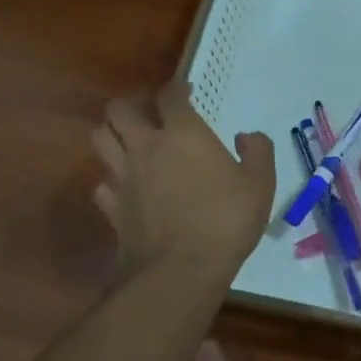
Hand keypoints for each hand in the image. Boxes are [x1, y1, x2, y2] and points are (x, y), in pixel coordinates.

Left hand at [92, 81, 274, 278]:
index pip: (168, 96)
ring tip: (129, 142)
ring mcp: (123, 176)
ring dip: (112, 134)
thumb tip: (246, 136)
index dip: (175, 89)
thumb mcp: (261, 184)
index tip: (185, 92)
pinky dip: (110, 179)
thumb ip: (258, 151)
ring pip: (99, 138)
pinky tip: (125, 186)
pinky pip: (101, 182)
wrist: (180, 271)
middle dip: (132, 105)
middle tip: (150, 115)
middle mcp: (146, 146)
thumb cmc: (225, 221)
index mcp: (183, 134)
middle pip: (119, 110)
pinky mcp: (111, 206)